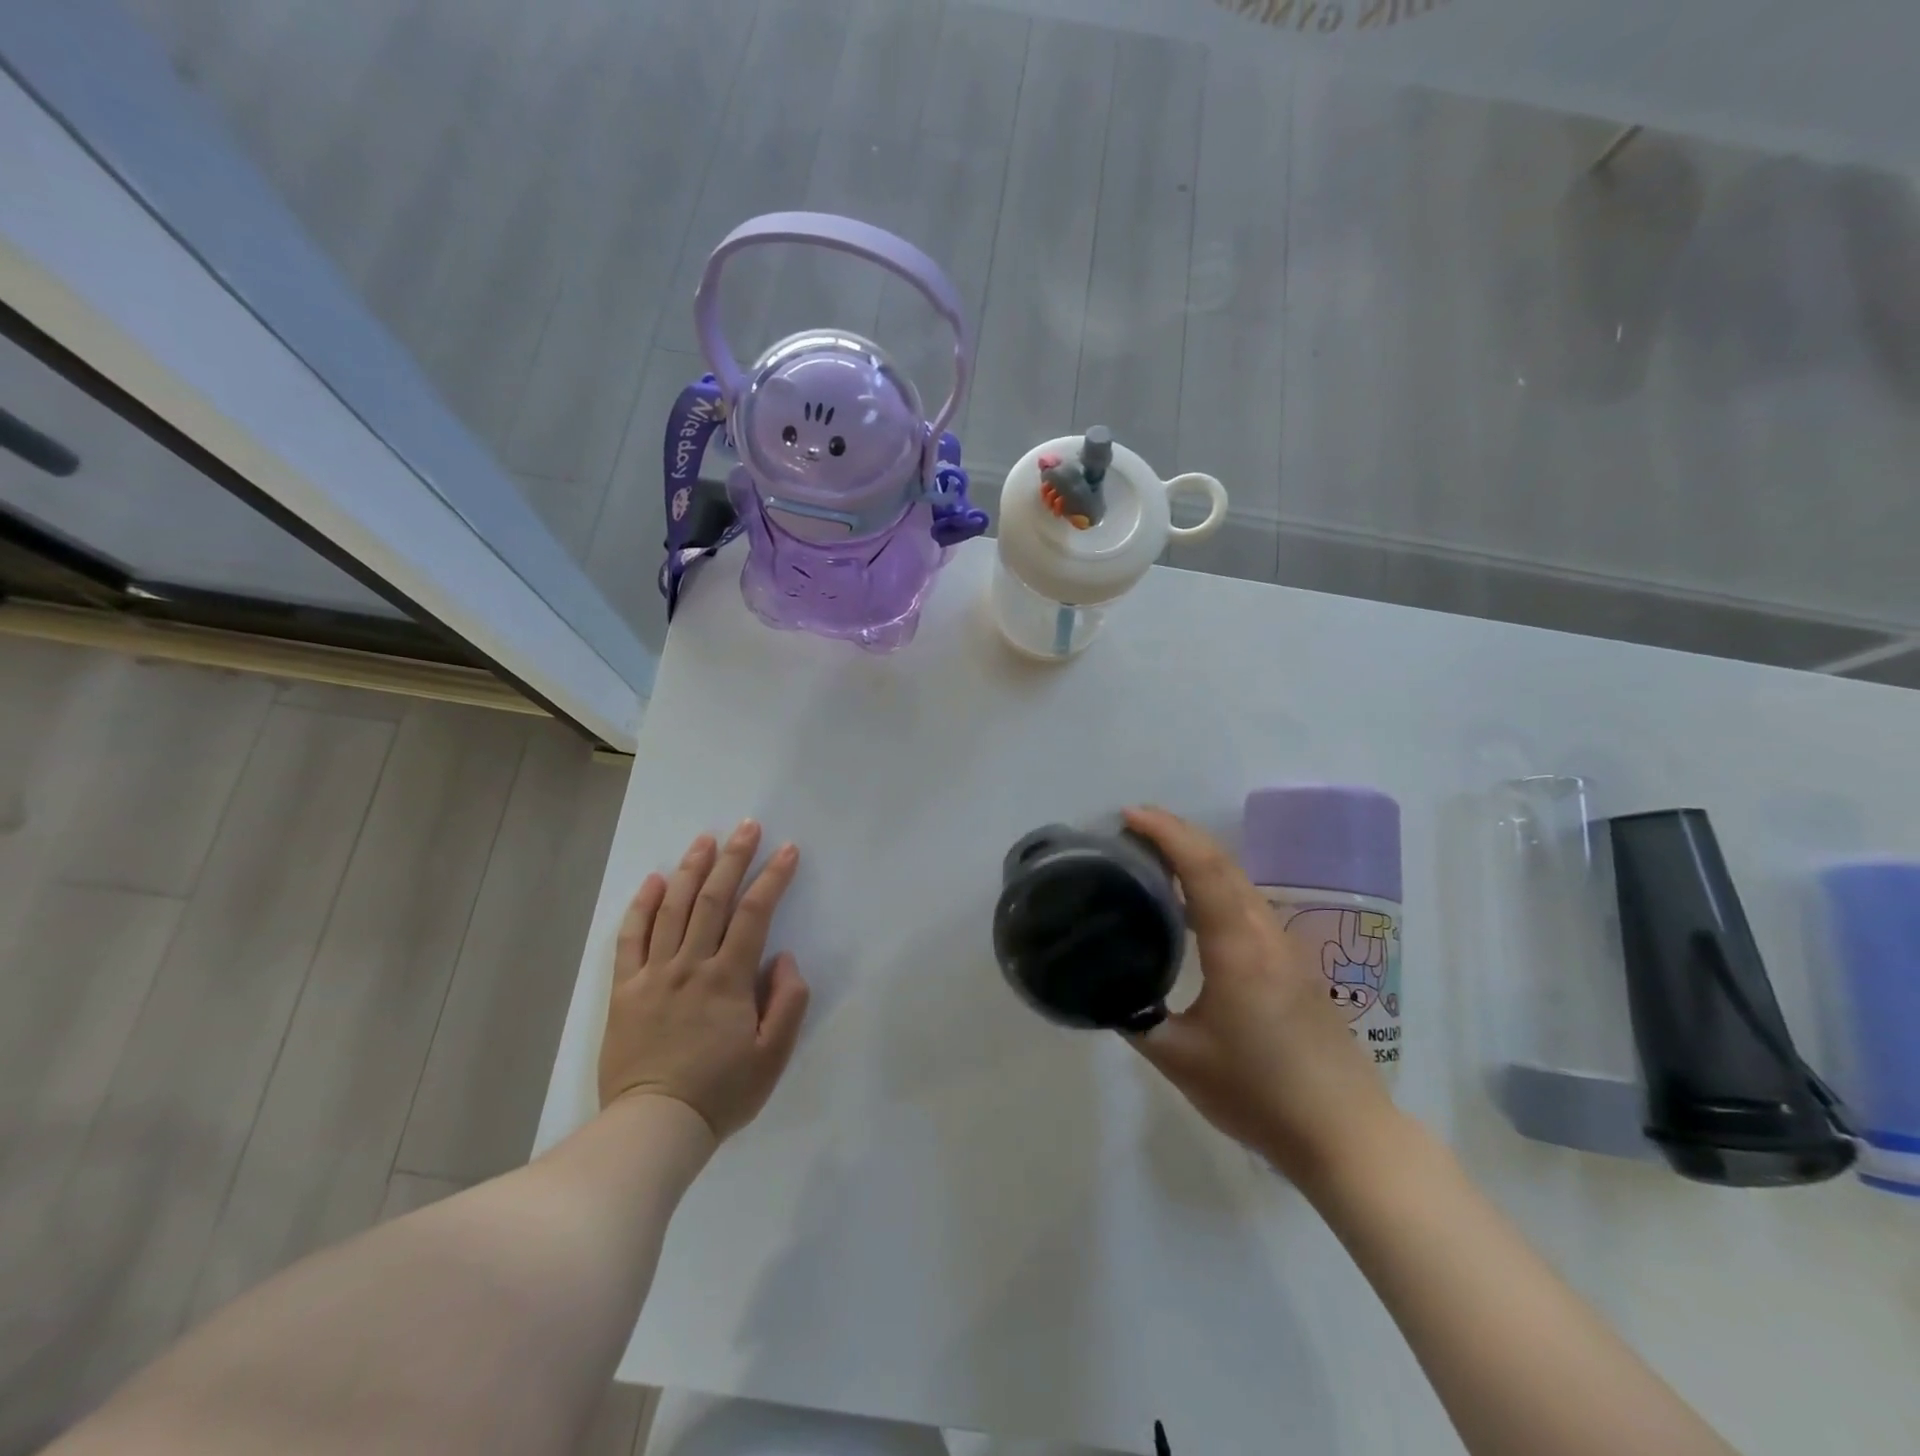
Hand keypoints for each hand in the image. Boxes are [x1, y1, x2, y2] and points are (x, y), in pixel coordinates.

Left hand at [598, 821, 810, 1140]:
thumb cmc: (721, 1093)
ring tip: (705, 839)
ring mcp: (653, 974)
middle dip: (733, 858)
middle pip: (712, 899)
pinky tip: (652, 880)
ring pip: (671, 909)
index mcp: (728, 979)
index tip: (787, 850)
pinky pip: (630, 939)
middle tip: (747, 826)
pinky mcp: (625, 990)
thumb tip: (782, 957)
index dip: (773, 877)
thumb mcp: (773, 1056)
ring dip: (690, 869)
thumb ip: (788, 1002)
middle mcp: (690, 965)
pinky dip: (641, 906)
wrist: (653, 1128)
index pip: (754, 914)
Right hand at [1122, 807, 1395, 1183]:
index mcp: (1238, 948)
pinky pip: (1248, 904)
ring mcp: (1285, 947)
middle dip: (1178, 834)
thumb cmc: (1259, 1095)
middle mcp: (1265, 934)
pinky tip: (1193, 905)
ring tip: (1155, 858)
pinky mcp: (1294, 965)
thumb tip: (1108, 988)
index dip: (1167, 833)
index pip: (1203, 868)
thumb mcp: (1180, 1059)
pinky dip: (1215, 884)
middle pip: (1223, 862)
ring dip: (1199, 857)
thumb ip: (1137, 1016)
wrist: (1346, 1135)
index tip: (1129, 815)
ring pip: (1239, 881)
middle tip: (1133, 827)